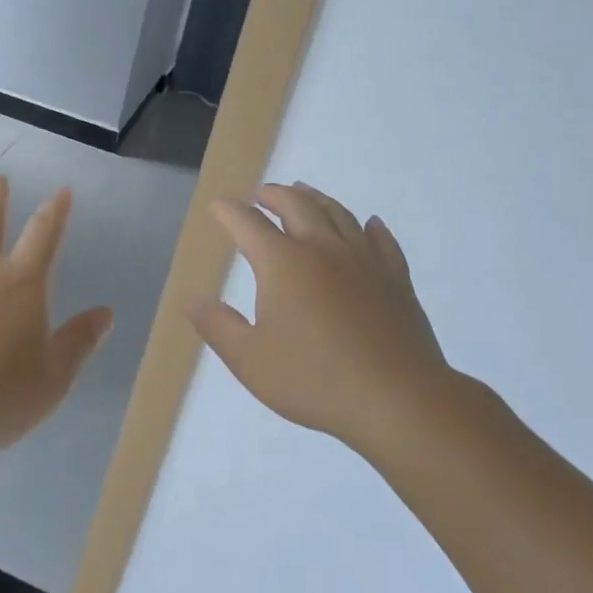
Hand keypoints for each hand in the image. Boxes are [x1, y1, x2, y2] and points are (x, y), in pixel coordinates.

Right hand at [190, 182, 451, 445]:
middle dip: (273, 194)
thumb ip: (218, 326)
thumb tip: (193, 300)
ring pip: (338, 214)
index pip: (248, 224)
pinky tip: (369, 224)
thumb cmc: (314, 379)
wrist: (398, 400)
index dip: (229, 212)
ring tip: (304, 193)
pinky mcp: (396, 279)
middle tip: (259, 194)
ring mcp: (364, 261)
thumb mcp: (249, 359)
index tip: (218, 205)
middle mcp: (322, 249)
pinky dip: (370, 227)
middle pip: (296, 205)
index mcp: (282, 263)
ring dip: (315, 198)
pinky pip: (382, 241)